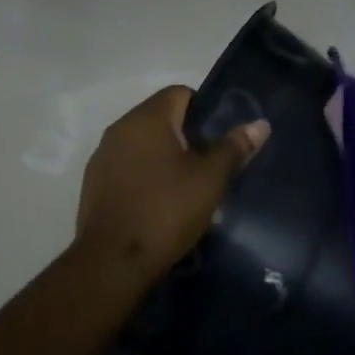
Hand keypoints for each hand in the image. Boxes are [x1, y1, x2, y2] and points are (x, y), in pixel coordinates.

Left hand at [75, 86, 269, 285]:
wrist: (113, 262)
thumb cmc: (166, 211)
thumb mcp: (209, 180)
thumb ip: (233, 148)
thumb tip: (259, 124)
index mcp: (146, 118)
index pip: (180, 92)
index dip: (204, 110)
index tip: (219, 139)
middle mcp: (119, 128)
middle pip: (160, 118)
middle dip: (186, 136)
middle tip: (209, 165)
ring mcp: (102, 156)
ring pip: (143, 144)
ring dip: (164, 157)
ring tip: (186, 187)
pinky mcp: (94, 183)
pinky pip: (127, 166)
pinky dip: (145, 175)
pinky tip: (159, 202)